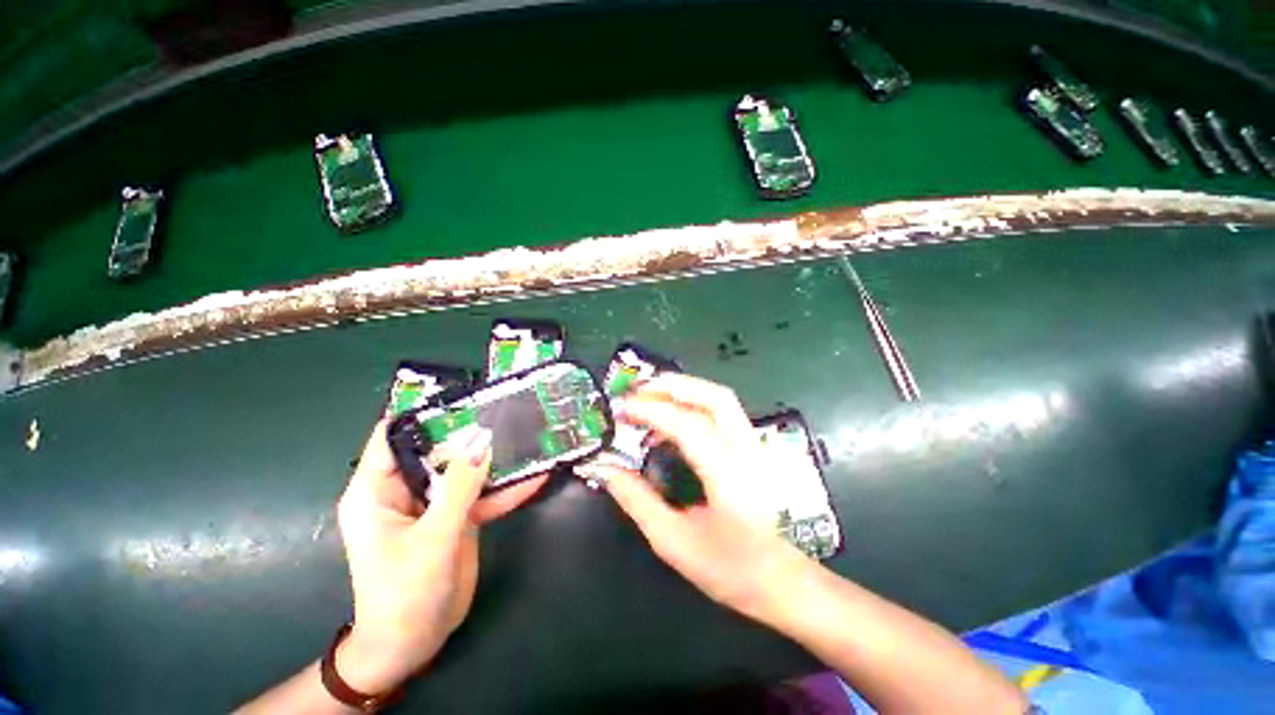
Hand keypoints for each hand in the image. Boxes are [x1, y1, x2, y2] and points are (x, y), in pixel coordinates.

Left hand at [333, 421, 546, 693]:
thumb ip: (459, 489)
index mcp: (377, 490)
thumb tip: (482, 442)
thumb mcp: (432, 539)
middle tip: (506, 409)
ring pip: (465, 469)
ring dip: (493, 457)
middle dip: (470, 430)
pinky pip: (482, 495)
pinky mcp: (456, 517)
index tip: (463, 397)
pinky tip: (536, 477)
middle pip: (438, 448)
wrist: (414, 644)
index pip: (392, 435)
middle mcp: (405, 489)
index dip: (423, 413)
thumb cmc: (404, 595)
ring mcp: (434, 503)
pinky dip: (506, 488)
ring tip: (527, 434)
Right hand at [577, 374, 807, 624]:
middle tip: (637, 390)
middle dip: (673, 385)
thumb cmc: (729, 568)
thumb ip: (637, 500)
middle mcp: (746, 451)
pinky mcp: (750, 446)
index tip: (622, 408)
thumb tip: (605, 469)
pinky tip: (670, 420)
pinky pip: (721, 411)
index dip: (653, 410)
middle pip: (715, 397)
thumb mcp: (673, 541)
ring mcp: (753, 445)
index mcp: (729, 476)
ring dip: (683, 389)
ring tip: (650, 397)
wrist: (780, 581)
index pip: (690, 426)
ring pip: (720, 398)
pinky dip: (692, 403)